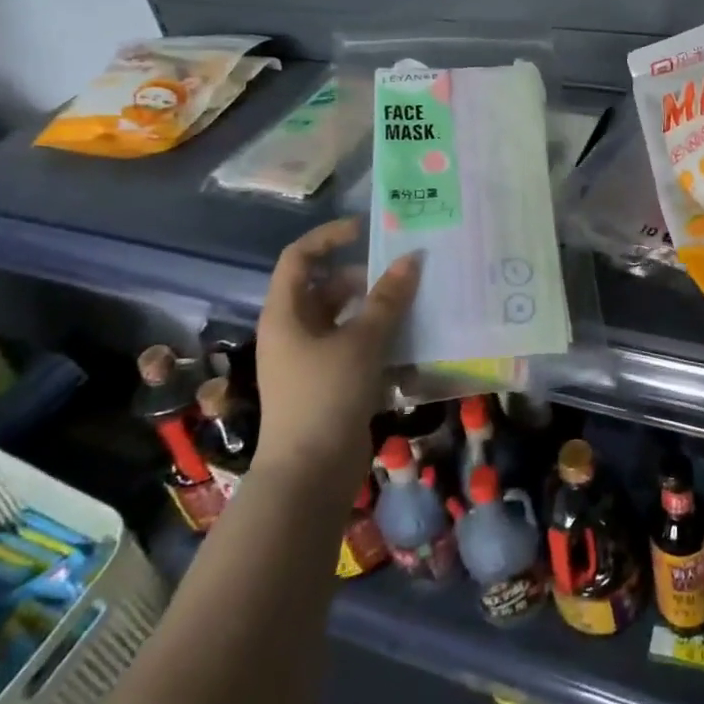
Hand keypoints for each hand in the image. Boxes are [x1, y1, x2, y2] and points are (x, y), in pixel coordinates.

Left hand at [253, 218, 419, 476]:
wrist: (310, 474)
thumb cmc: (327, 395)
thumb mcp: (362, 341)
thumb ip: (388, 299)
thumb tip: (411, 259)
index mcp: (287, 313)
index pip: (300, 257)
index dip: (329, 237)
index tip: (367, 230)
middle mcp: (294, 331)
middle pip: (328, 288)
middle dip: (366, 278)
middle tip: (406, 274)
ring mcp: (310, 359)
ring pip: (346, 319)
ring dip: (378, 310)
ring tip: (416, 305)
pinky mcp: (329, 383)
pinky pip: (355, 347)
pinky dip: (379, 341)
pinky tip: (411, 344)